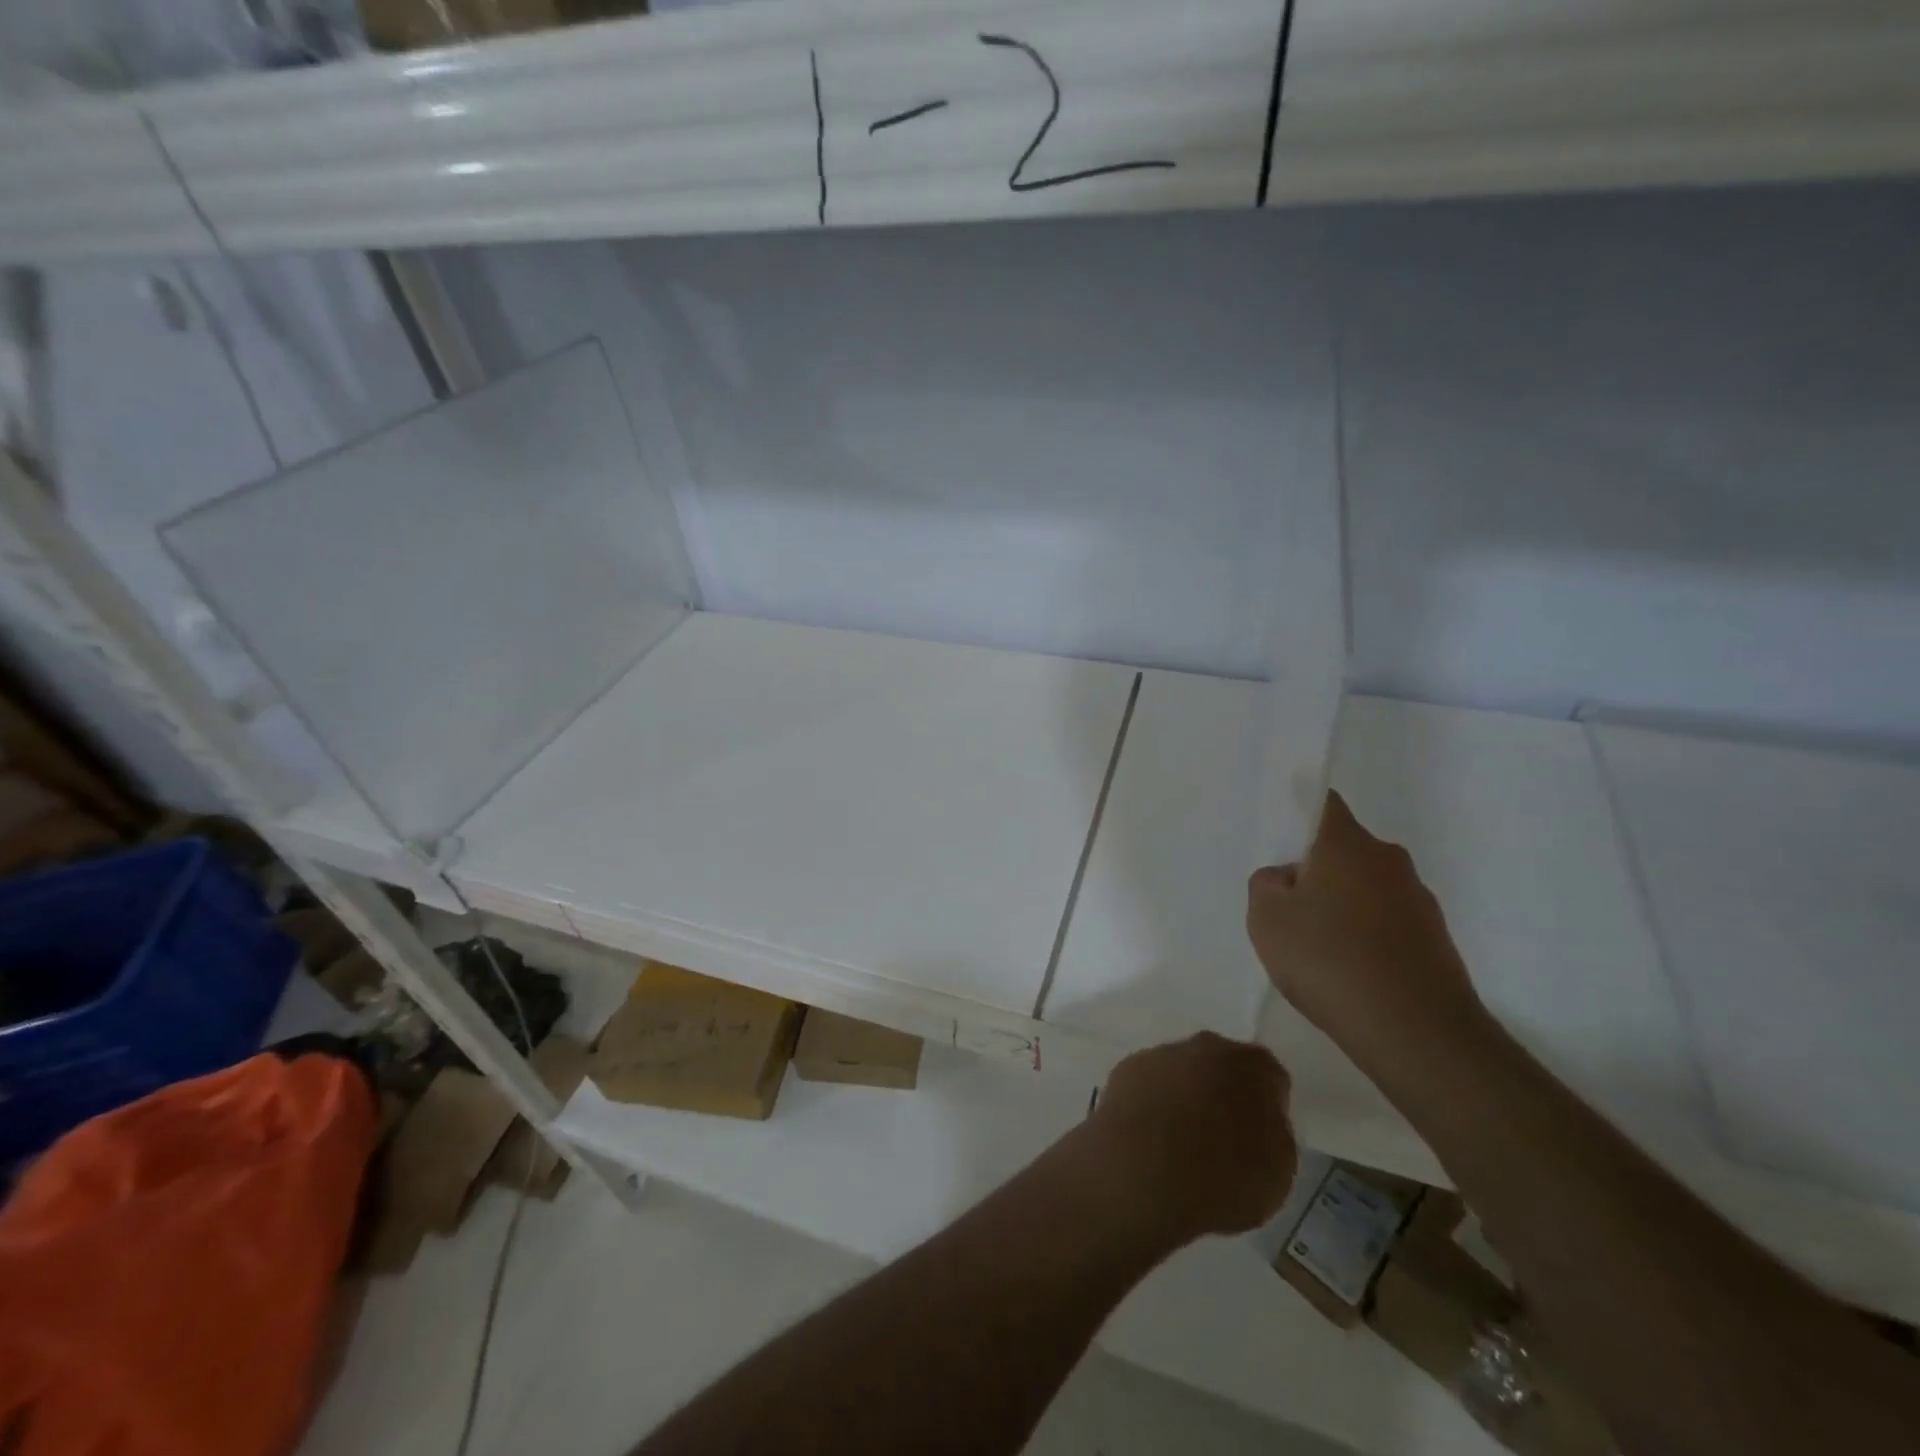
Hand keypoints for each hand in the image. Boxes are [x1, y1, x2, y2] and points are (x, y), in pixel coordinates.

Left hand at [1084, 1033, 1295, 1245]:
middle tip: (1224, 1138)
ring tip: (1182, 1143)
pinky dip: (1153, 1104)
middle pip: (1222, 1066)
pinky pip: (1150, 1085)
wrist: (1143, 1175)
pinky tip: (1151, 1138)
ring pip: (1182, 1072)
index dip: (1269, 1106)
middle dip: (1224, 1093)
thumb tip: (1259, 1120)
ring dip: (1186, 1096)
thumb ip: (1273, 1132)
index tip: (1262, 1136)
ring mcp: (1160, 1054)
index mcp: (1250, 1064)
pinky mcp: (1125, 1070)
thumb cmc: (1223, 1178)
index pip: (1269, 1076)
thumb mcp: (1279, 1170)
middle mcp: (1205, 1046)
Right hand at [1246, 791, 1488, 1078]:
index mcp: (1346, 843)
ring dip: (1343, 905)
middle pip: (1343, 849)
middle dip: (1316, 870)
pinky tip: (1350, 973)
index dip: (1299, 813)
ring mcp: (1419, 899)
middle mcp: (1388, 859)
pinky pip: (1387, 922)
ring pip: (1366, 887)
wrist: (1415, 1032)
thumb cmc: (1329, 960)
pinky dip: (1367, 936)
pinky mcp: (1435, 939)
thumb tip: (1287, 879)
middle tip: (1289, 907)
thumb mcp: (1266, 918)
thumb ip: (1266, 884)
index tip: (1281, 839)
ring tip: (1320, 950)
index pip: (1322, 803)